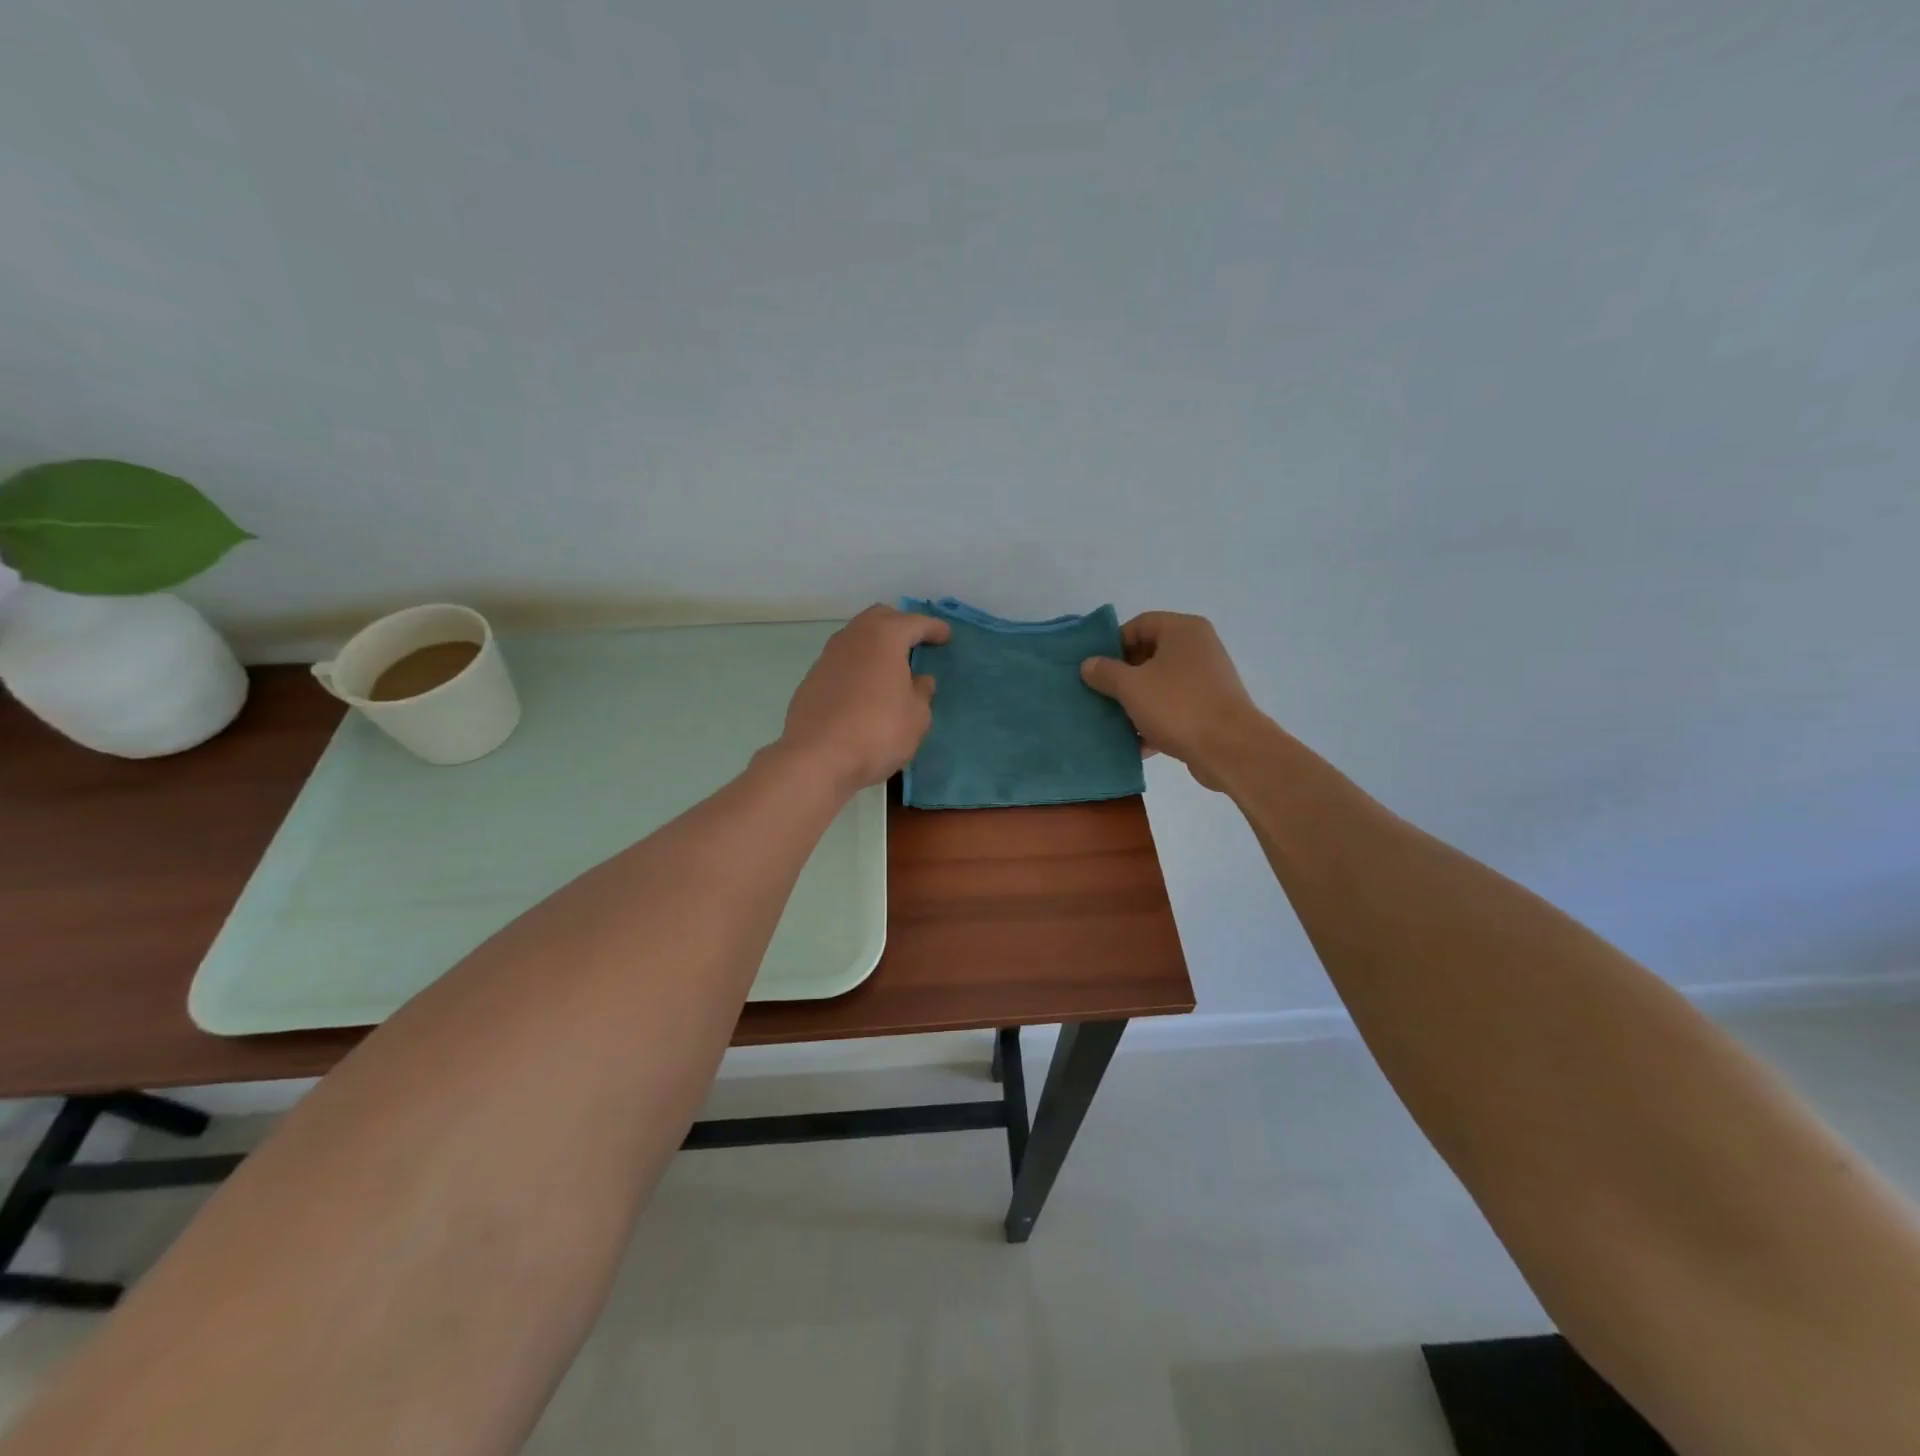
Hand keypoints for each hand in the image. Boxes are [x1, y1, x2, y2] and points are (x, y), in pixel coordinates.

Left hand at [779, 606, 950, 791]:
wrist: (816, 758)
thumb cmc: (877, 732)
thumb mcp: (916, 717)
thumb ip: (922, 693)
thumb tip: (919, 680)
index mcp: (884, 637)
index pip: (914, 623)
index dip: (933, 628)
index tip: (946, 635)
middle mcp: (853, 637)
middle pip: (880, 618)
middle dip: (900, 625)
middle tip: (916, 643)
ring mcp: (828, 657)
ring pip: (857, 638)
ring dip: (876, 646)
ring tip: (892, 666)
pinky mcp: (812, 679)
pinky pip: (843, 662)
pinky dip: (859, 666)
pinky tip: (866, 688)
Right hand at [1080, 612, 1267, 790]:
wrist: (1230, 749)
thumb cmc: (1178, 706)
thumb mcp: (1131, 686)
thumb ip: (1105, 672)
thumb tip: (1088, 664)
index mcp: (1183, 631)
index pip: (1139, 624)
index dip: (1113, 644)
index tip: (1094, 668)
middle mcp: (1198, 648)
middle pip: (1149, 654)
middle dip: (1121, 676)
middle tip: (1099, 695)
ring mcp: (1206, 679)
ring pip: (1159, 684)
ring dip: (1135, 701)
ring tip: (1112, 720)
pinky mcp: (1209, 708)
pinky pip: (1173, 707)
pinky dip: (1154, 720)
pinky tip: (1136, 743)